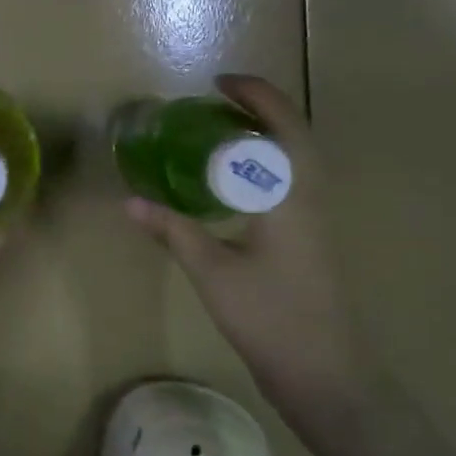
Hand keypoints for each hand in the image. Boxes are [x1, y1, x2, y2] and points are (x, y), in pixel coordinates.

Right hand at [126, 75, 367, 434]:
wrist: (325, 372)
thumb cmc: (270, 316)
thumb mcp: (212, 271)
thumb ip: (173, 230)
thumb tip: (130, 202)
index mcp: (291, 194)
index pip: (281, 125)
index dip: (254, 95)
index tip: (218, 82)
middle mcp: (311, 197)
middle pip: (295, 134)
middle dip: (261, 108)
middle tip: (218, 101)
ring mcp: (316, 219)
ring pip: (296, 160)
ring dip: (266, 136)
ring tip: (222, 132)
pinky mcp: (311, 240)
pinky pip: (291, 183)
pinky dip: (266, 166)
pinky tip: (235, 184)